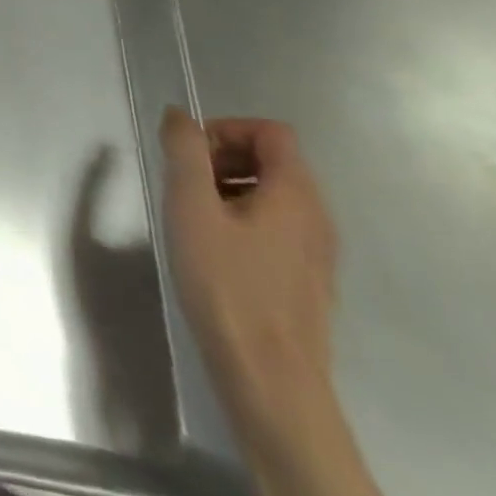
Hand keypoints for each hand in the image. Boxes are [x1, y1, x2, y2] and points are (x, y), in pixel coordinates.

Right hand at [160, 108, 339, 426]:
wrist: (271, 380)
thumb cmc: (227, 285)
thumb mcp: (191, 208)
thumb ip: (184, 152)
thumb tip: (178, 115)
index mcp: (296, 193)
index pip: (270, 132)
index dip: (225, 130)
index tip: (189, 156)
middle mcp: (317, 216)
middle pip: (272, 159)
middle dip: (222, 158)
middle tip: (183, 185)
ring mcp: (316, 252)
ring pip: (271, 195)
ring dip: (227, 189)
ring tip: (191, 218)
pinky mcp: (305, 279)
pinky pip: (274, 227)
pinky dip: (241, 220)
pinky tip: (212, 252)